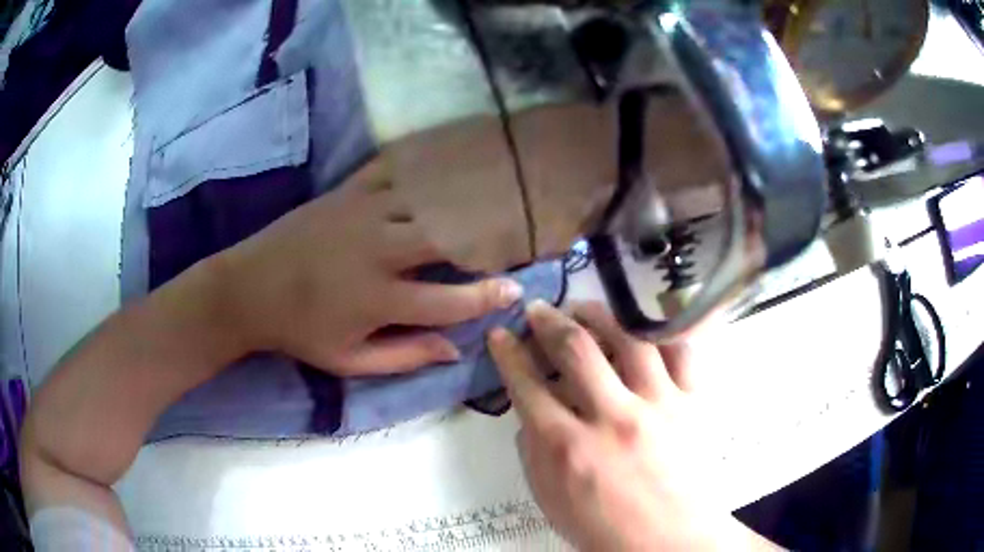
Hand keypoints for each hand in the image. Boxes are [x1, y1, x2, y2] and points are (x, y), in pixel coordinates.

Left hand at [222, 159, 522, 375]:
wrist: (248, 289)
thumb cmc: (299, 331)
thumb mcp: (348, 361)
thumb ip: (404, 357)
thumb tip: (454, 351)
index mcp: (378, 298)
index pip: (450, 301)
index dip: (488, 297)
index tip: (514, 290)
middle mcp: (378, 250)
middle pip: (448, 237)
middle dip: (485, 238)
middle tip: (509, 237)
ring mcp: (363, 213)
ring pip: (427, 198)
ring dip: (461, 198)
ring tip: (489, 196)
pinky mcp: (347, 191)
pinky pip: (393, 168)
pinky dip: (421, 165)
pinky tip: (441, 163)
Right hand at [488, 301, 775, 550]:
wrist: (670, 542)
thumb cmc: (605, 530)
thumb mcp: (551, 500)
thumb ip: (534, 453)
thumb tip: (531, 412)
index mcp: (568, 448)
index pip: (527, 385)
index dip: (509, 354)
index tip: (501, 335)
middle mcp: (612, 418)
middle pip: (576, 349)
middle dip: (548, 321)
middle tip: (539, 309)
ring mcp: (658, 406)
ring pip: (629, 338)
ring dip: (601, 315)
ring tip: (585, 309)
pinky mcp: (693, 404)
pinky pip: (681, 352)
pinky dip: (661, 331)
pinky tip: (644, 326)